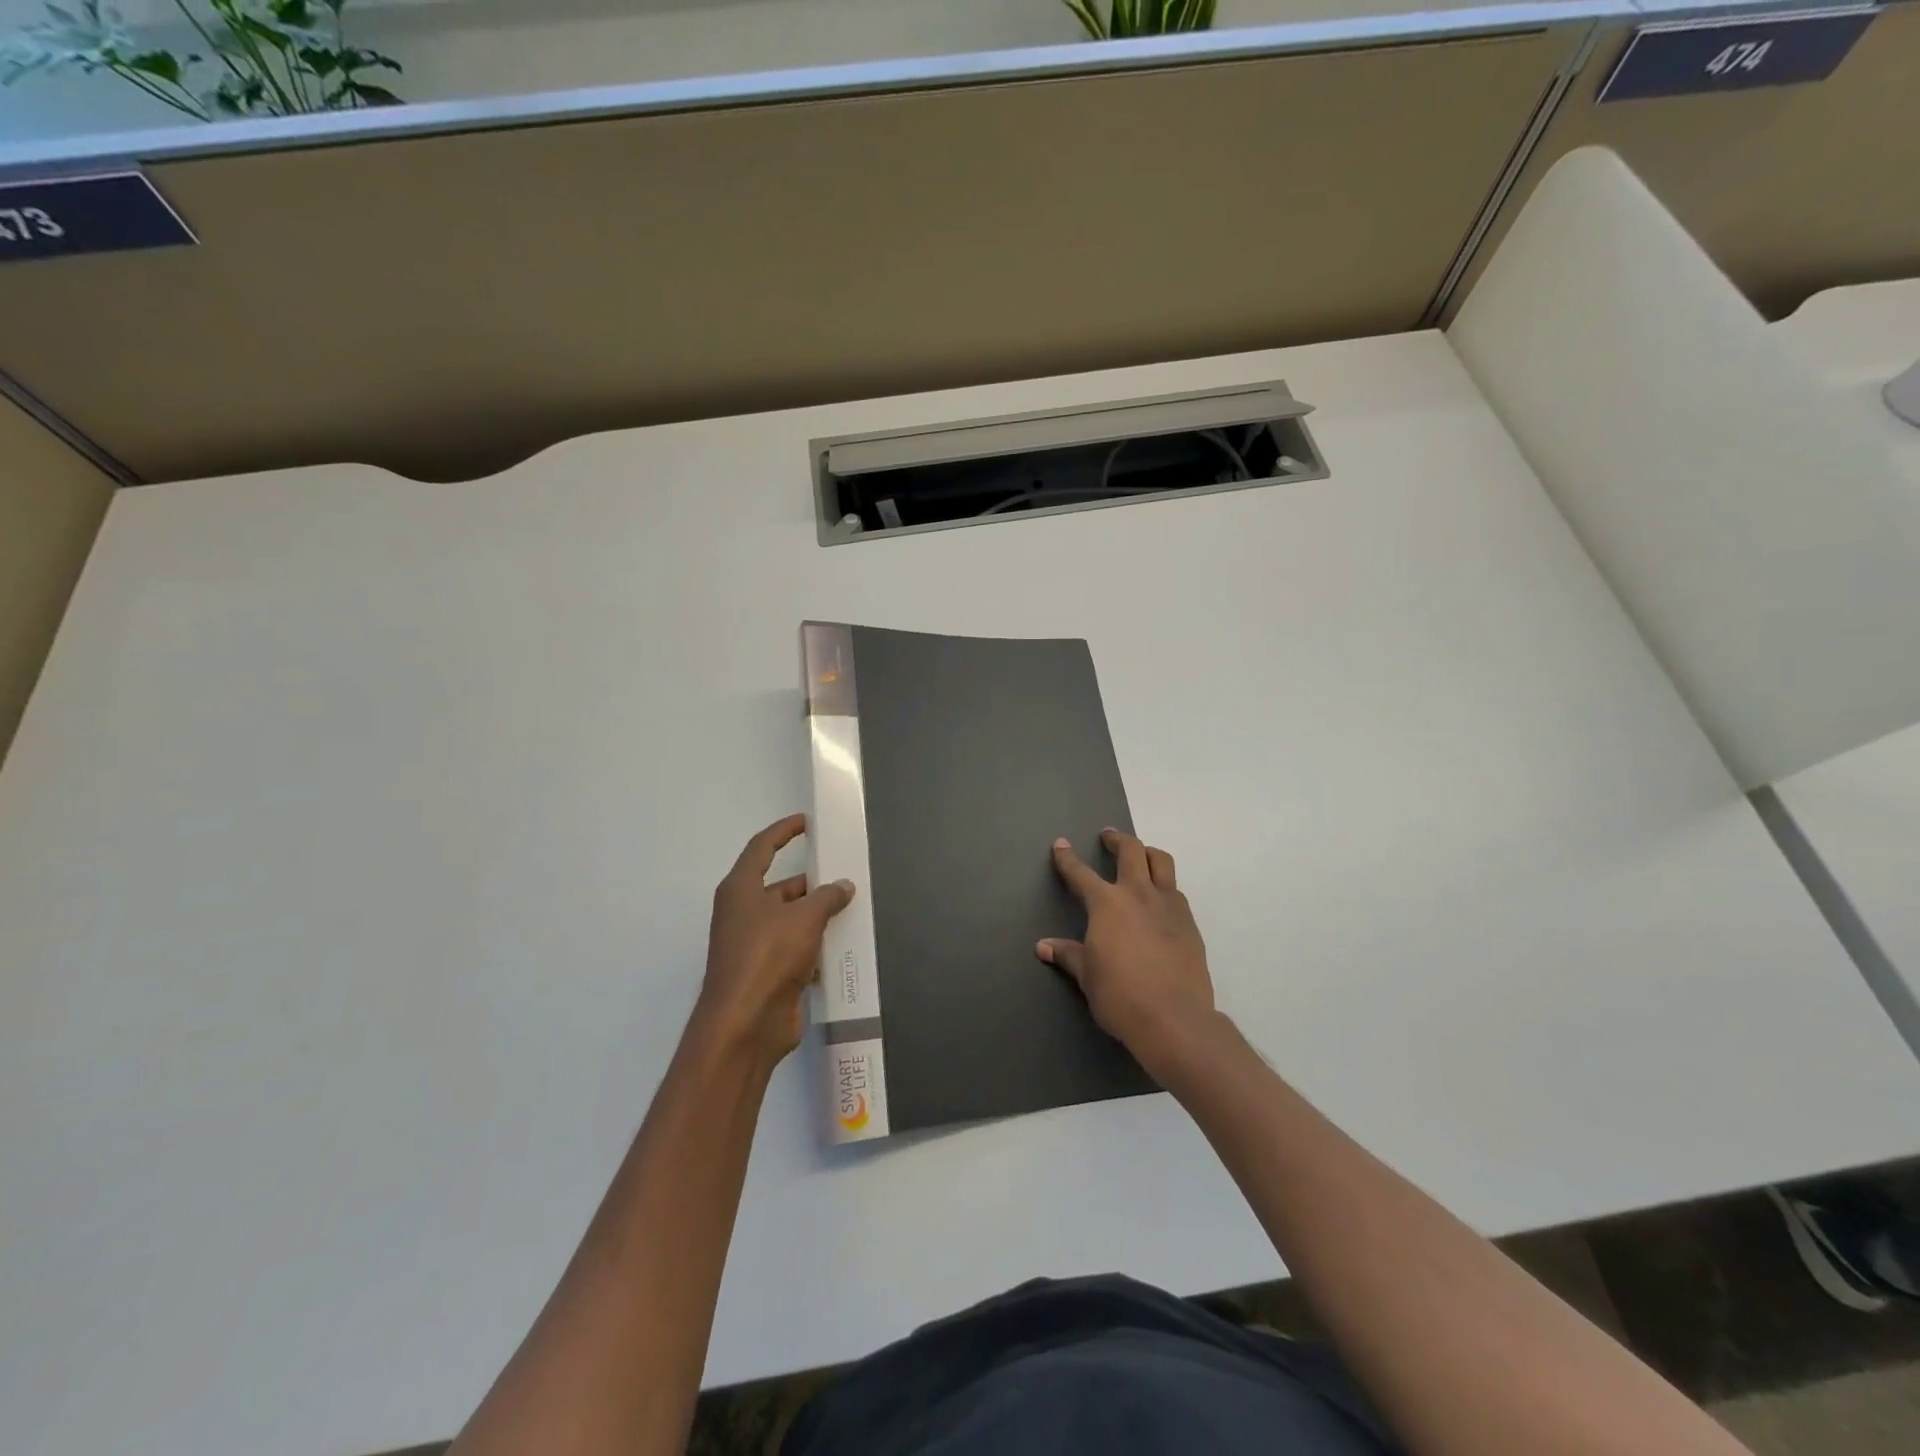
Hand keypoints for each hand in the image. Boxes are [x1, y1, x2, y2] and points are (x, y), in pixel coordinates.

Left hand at [698, 814, 853, 1067]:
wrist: (746, 1024)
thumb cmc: (768, 956)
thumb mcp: (804, 918)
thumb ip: (827, 897)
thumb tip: (843, 886)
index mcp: (741, 890)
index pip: (762, 848)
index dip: (783, 831)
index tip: (806, 822)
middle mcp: (743, 913)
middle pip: (780, 887)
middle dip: (812, 883)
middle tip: (845, 875)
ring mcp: (754, 945)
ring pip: (791, 920)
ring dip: (818, 916)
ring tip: (854, 909)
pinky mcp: (768, 973)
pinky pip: (796, 950)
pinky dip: (817, 946)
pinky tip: (845, 946)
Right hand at [1039, 828, 1214, 1075]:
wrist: (1174, 1018)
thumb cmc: (1120, 996)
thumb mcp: (1087, 976)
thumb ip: (1068, 955)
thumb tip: (1044, 947)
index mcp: (1107, 904)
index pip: (1080, 873)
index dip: (1067, 858)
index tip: (1061, 844)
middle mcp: (1138, 894)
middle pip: (1131, 851)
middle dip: (1117, 840)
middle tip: (1108, 836)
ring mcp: (1169, 906)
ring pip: (1162, 862)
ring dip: (1148, 853)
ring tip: (1141, 856)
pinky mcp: (1190, 923)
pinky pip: (1176, 891)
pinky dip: (1164, 885)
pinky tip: (1159, 900)